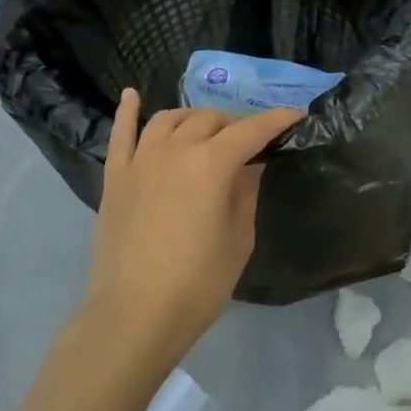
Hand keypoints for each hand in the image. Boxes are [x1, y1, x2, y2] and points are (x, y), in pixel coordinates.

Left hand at [82, 89, 301, 374]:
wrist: (134, 314)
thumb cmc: (198, 283)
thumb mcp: (239, 239)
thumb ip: (245, 193)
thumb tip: (249, 165)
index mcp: (211, 164)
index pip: (251, 131)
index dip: (276, 120)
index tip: (295, 115)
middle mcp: (175, 150)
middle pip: (210, 120)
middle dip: (235, 123)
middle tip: (249, 142)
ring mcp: (140, 160)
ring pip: (169, 119)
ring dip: (194, 118)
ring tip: (207, 130)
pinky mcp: (115, 177)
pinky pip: (121, 134)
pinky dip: (129, 111)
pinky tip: (133, 95)